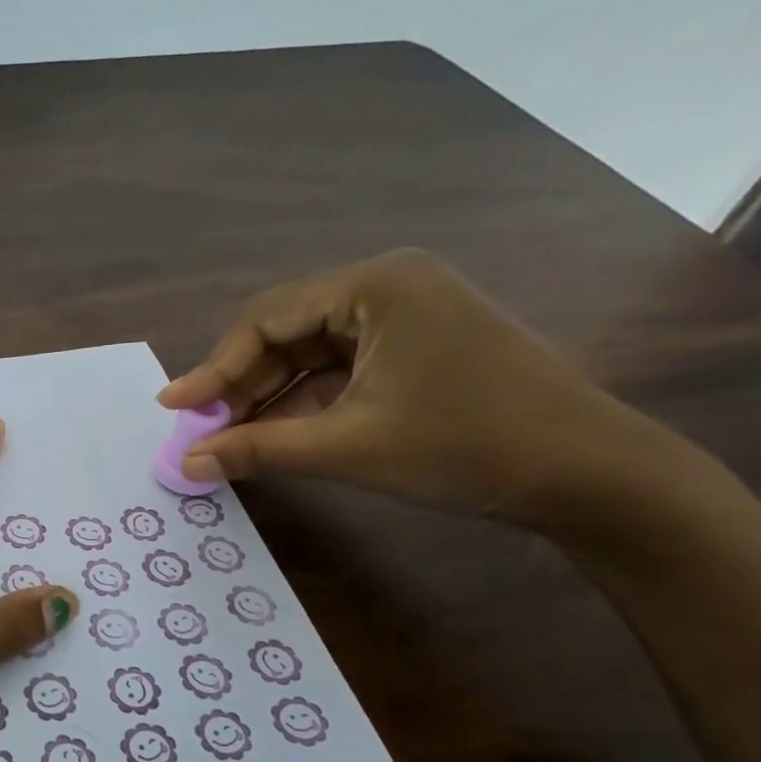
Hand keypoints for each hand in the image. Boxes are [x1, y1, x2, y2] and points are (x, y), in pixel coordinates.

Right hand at [157, 249, 666, 526]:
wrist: (588, 474)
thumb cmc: (464, 446)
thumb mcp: (347, 448)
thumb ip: (256, 449)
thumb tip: (185, 464)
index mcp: (376, 286)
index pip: (266, 318)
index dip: (212, 366)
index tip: (172, 408)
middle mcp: (388, 288)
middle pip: (285, 333)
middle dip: (239, 385)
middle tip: (198, 432)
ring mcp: (406, 318)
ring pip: (309, 355)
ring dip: (267, 398)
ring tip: (225, 440)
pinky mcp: (417, 350)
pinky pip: (340, 371)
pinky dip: (304, 404)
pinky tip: (274, 436)